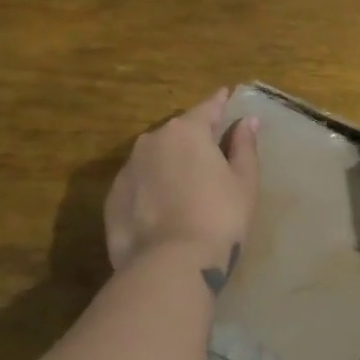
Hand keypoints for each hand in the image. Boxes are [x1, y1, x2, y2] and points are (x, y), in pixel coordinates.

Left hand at [104, 88, 259, 277]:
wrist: (170, 265)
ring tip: (184, 188)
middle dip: (192, 140)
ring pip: (153, 158)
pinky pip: (137, 185)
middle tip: (209, 157)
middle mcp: (151, 141)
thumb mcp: (243, 182)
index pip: (207, 108)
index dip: (219, 102)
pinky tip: (162, 210)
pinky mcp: (111, 198)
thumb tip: (247, 121)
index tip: (225, 94)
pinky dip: (150, 189)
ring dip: (168, 165)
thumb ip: (244, 146)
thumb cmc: (219, 218)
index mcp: (186, 131)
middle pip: (177, 134)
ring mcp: (127, 169)